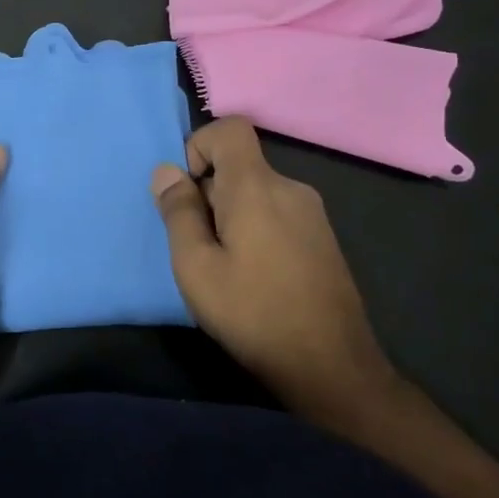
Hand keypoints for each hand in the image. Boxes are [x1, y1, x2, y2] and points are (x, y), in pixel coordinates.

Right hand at [152, 118, 397, 425]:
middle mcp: (291, 188)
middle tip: (198, 247)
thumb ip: (178, 212)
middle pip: (239, 166)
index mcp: (258, 187)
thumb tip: (166, 171)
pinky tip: (254, 278)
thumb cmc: (253, 313)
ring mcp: (313, 214)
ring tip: (224, 268)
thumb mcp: (196, 266)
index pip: (230, 128)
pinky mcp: (323, 240)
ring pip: (257, 193)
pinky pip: (277, 214)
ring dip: (230, 216)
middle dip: (208, 194)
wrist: (332, 369)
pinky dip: (255, 230)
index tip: (187, 193)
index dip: (199, 146)